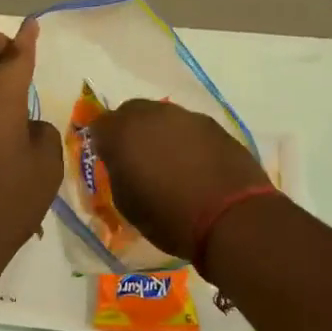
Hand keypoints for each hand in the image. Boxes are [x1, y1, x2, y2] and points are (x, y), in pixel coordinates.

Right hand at [87, 99, 270, 262]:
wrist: (232, 217)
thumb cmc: (170, 218)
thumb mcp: (128, 205)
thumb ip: (119, 174)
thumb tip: (123, 163)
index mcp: (123, 133)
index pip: (100, 125)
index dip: (103, 142)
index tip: (109, 161)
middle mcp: (152, 115)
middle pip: (131, 112)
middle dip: (129, 131)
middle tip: (136, 158)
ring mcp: (185, 116)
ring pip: (162, 117)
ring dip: (159, 133)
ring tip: (169, 162)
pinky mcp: (213, 124)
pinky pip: (189, 126)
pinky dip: (186, 140)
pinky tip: (195, 164)